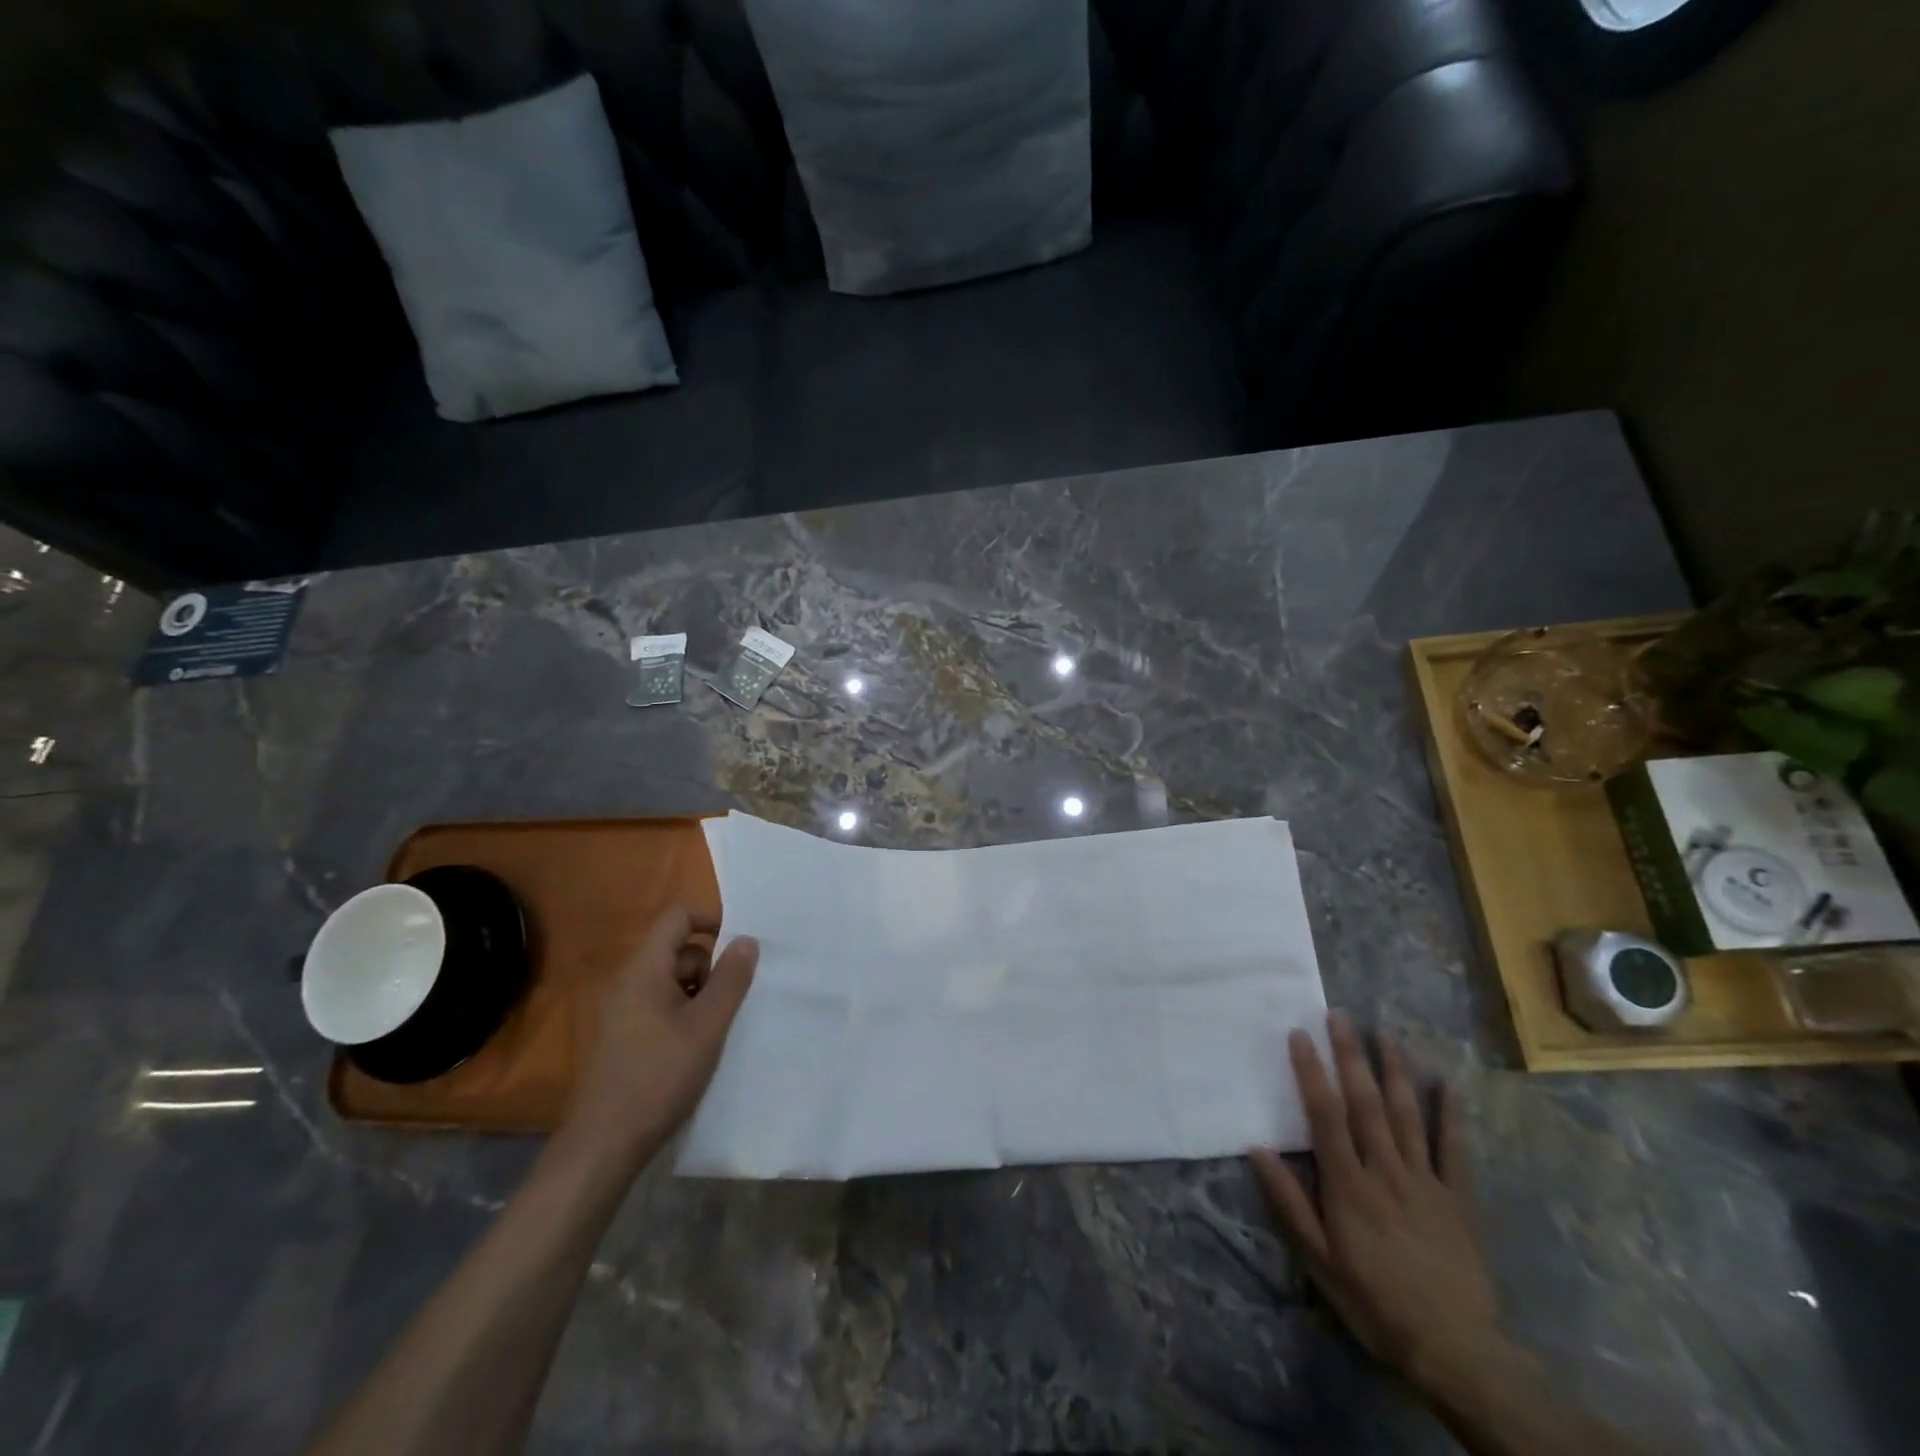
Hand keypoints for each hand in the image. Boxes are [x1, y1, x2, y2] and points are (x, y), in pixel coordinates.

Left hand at [559, 904, 757, 1172]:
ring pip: (670, 979)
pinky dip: (682, 1012)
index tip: (741, 945)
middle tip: (728, 1003)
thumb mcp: (708, 1025)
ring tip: (714, 1029)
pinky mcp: (620, 1035)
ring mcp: (620, 1009)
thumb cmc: (660, 1076)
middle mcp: (627, 981)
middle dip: (710, 967)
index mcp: (644, 969)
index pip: (678, 916)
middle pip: (677, 949)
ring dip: (698, 993)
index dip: (712, 919)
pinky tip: (695, 1046)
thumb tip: (747, 940)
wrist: (605, 1143)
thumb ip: (731, 979)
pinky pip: (658, 1004)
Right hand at [1250, 1012, 1502, 1396]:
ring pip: (1407, 1115)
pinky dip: (1451, 1116)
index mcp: (1348, 1184)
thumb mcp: (1319, 1260)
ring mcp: (1425, 1181)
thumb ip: (1289, 1202)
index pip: (1325, 1115)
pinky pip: (1454, 1150)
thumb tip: (1256, 1148)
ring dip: (1394, 1071)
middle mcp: (1385, 1170)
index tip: (1299, 1035)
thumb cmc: (1374, 1302)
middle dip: (1350, 1056)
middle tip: (1339, 1016)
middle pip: (1365, 1103)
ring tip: (1384, 1033)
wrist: (1456, 1350)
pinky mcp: (1457, 1198)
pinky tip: (1447, 1084)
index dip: (1311, 1072)